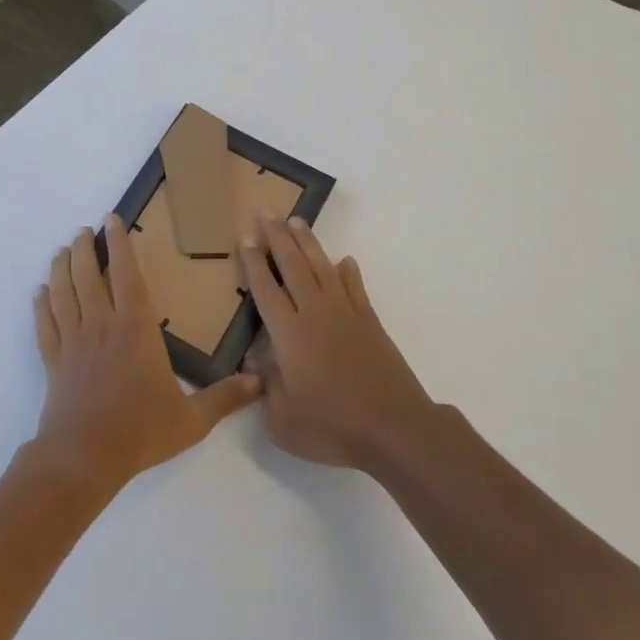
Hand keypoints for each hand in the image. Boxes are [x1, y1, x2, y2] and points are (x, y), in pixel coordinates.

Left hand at [33, 215, 261, 495]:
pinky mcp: (54, 362)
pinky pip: (45, 324)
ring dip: (61, 268)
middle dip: (84, 248)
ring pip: (63, 293)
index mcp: (135, 328)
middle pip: (88, 275)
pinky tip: (39, 292)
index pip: (125, 274)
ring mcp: (73, 342)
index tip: (111, 220)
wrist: (83, 459)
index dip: (119, 244)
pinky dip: (41, 304)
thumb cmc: (140, 432)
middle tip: (83, 231)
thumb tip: (260, 382)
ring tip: (61, 251)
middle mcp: (102, 324)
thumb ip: (225, 398)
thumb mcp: (192, 419)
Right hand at [240, 215, 438, 474]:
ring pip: (322, 268)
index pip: (265, 289)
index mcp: (289, 335)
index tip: (246, 238)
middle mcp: (315, 313)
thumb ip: (267, 387)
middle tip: (267, 212)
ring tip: (297, 221)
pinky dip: (348, 272)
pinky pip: (355, 288)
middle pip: (293, 266)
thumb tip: (256, 361)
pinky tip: (344, 260)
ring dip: (308, 243)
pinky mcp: (370, 322)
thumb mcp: (283, 420)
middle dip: (277, 237)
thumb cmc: (332, 427)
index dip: (254, 263)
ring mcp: (345, 314)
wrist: (393, 427)